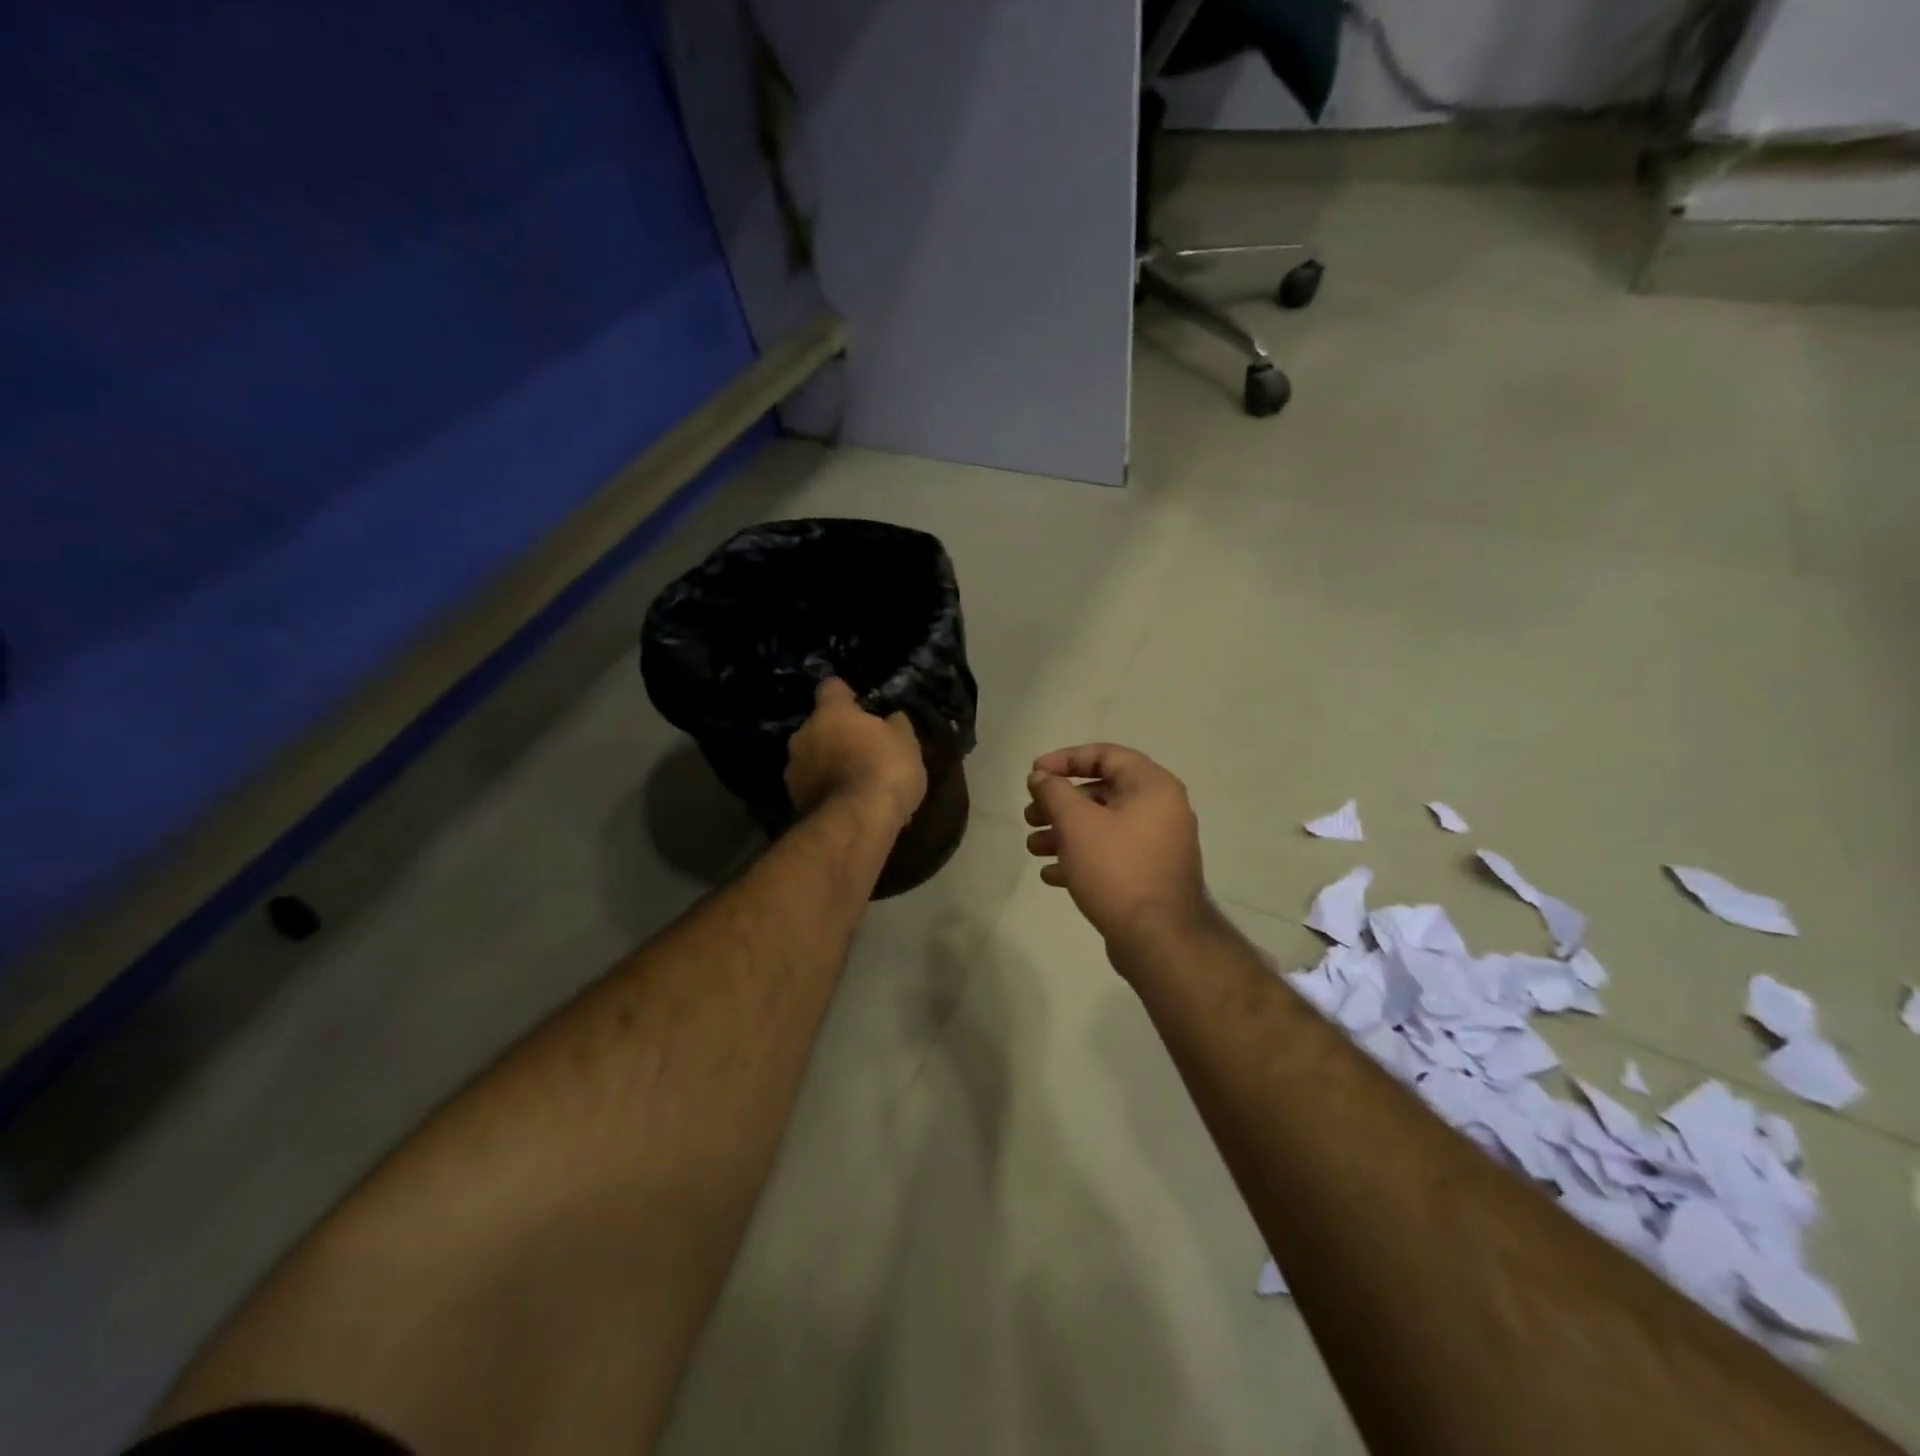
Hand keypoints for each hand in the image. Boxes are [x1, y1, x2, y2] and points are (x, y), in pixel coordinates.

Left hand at [786, 678, 925, 828]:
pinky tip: (848, 805)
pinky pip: (813, 788)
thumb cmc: (884, 769)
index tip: (860, 705)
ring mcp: (794, 770)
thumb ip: (895, 725)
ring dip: (829, 765)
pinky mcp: (794, 802)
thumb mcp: (906, 742)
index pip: (831, 687)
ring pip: (813, 759)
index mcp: (830, 712)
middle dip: (837, 735)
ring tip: (855, 782)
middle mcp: (803, 735)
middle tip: (862, 750)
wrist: (856, 822)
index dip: (846, 695)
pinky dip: (827, 791)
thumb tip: (891, 719)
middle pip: (819, 726)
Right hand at [1025, 744, 1211, 948]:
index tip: (1034, 774)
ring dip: (1064, 832)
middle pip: (1102, 792)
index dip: (1065, 759)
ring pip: (1103, 826)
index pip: (1105, 755)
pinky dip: (1082, 857)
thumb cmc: (1116, 869)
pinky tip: (1051, 874)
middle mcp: (1161, 809)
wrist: (1158, 939)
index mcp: (1152, 786)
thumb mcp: (1076, 824)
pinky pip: (1112, 854)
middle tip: (1029, 815)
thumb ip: (1054, 792)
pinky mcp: (1150, 874)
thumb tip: (1040, 776)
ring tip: (1033, 847)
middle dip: (1059, 803)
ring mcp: (1158, 844)